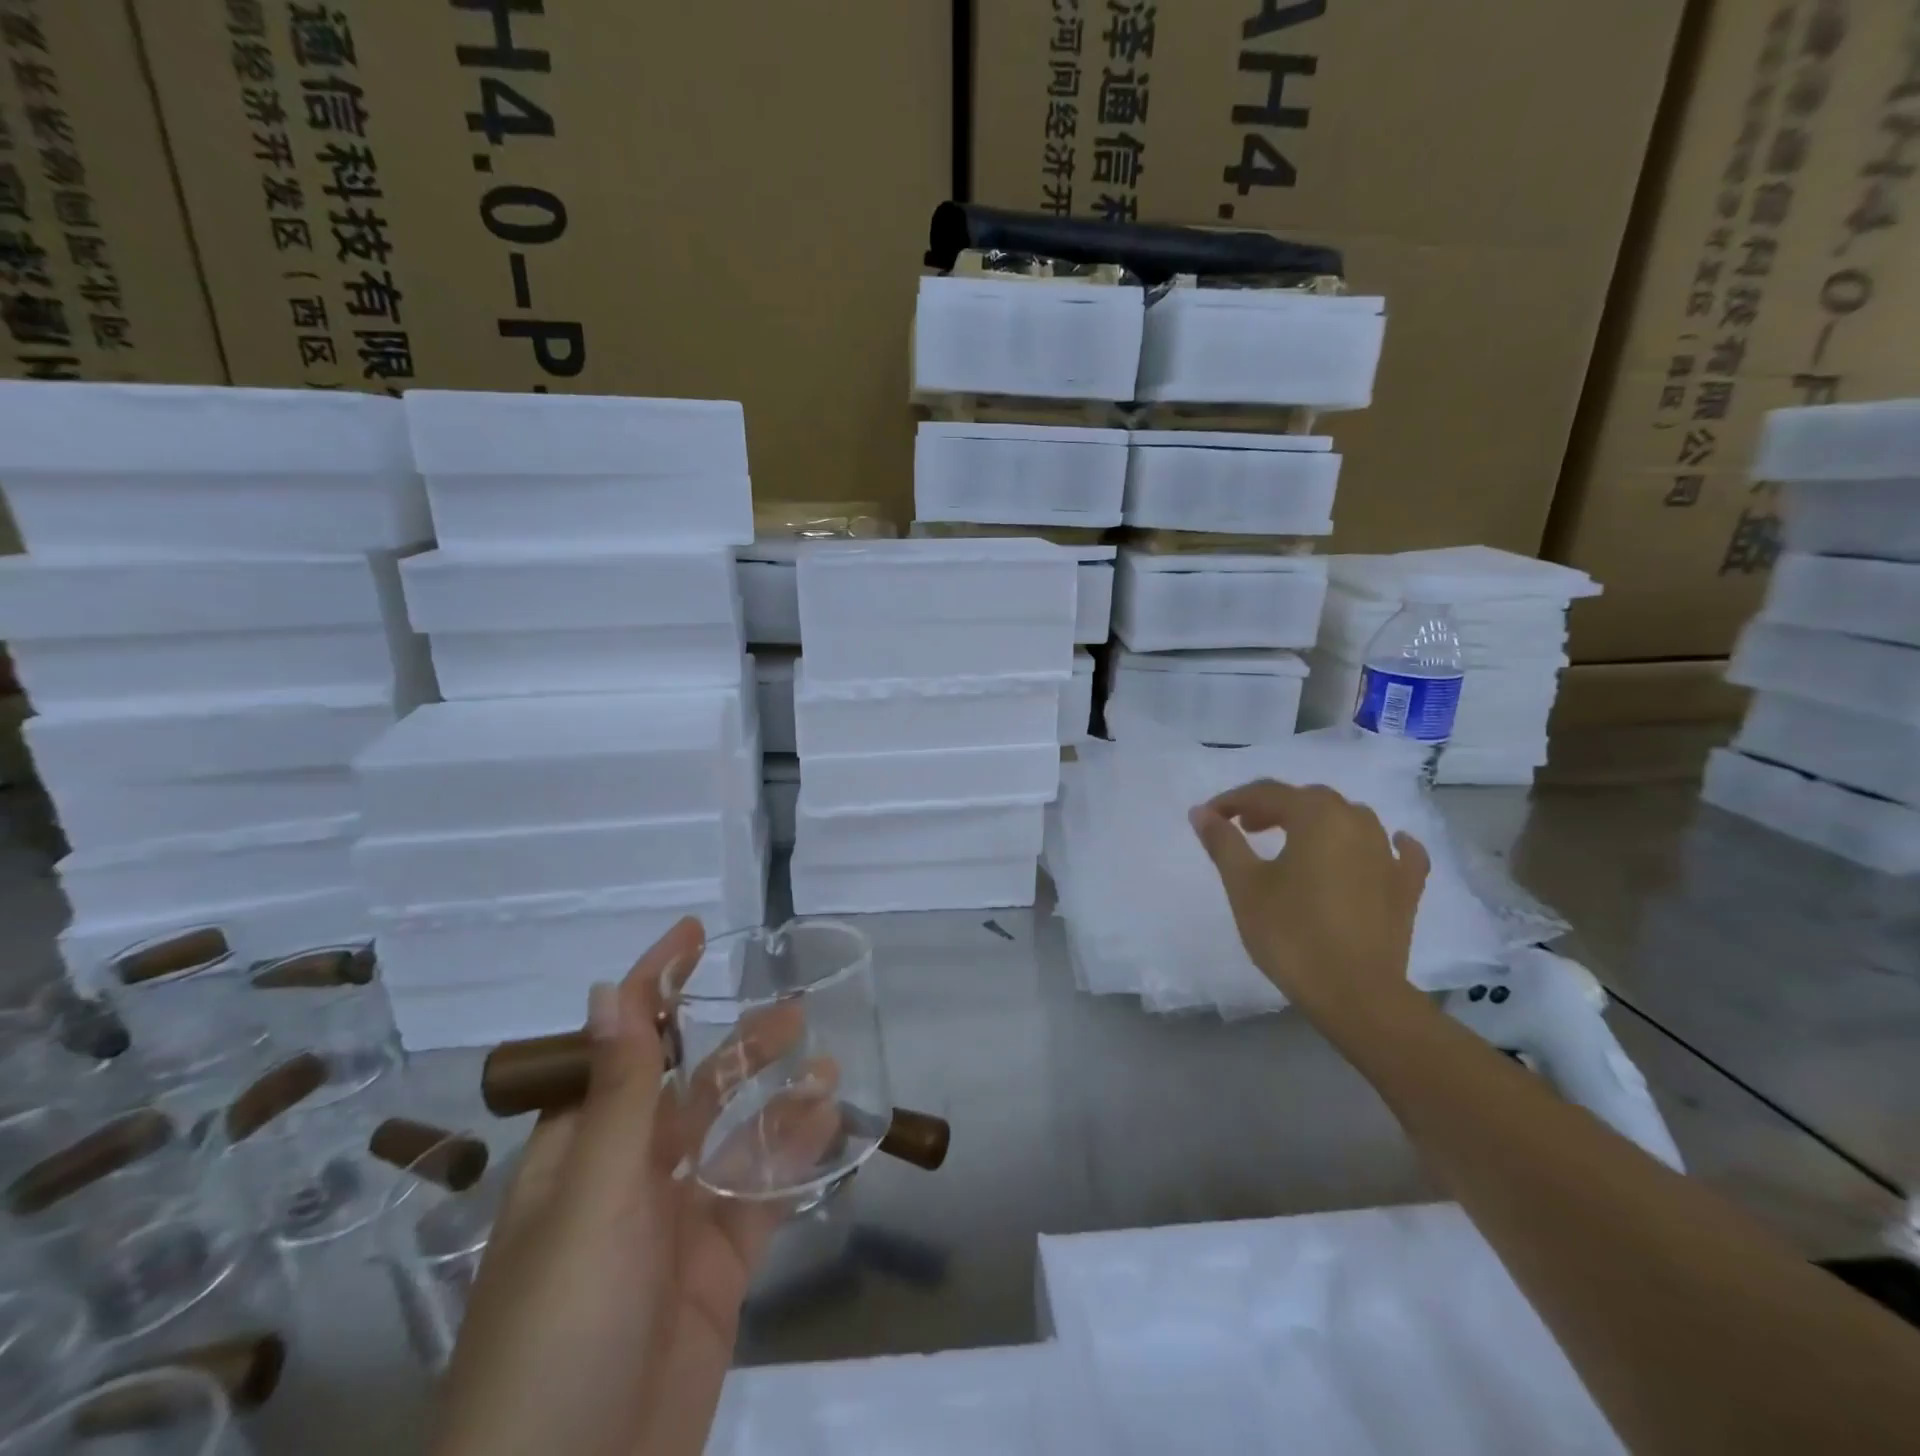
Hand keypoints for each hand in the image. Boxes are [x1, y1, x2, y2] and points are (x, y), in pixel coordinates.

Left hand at [432, 918, 829, 1455]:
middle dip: (734, 1043)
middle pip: (688, 1089)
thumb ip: (616, 1094)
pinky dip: (793, 1157)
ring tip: (824, 1056)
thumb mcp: (593, 1200)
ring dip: (774, 1096)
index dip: (654, 986)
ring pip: (733, 1138)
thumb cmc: (563, 1331)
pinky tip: (829, 1123)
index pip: (620, 1046)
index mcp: (580, 1154)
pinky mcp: (716, 1270)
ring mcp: (674, 1225)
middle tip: (792, 1006)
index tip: (694, 935)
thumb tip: (606, 992)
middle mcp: (626, 1179)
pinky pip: (761, 1195)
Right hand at [1189, 779, 1429, 1019]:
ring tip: (1292, 841)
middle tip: (1244, 828)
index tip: (1208, 818)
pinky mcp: (1405, 887)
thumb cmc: (1291, 933)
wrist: (1355, 994)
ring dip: (1317, 822)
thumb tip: (1201, 812)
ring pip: (1349, 819)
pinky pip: (1397, 852)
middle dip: (1273, 808)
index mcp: (1315, 816)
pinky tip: (1386, 845)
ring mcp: (1386, 854)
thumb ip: (1223, 842)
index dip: (1232, 801)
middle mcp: (1356, 822)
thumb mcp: (1244, 885)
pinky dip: (1385, 844)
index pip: (1266, 793)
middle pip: (1309, 800)